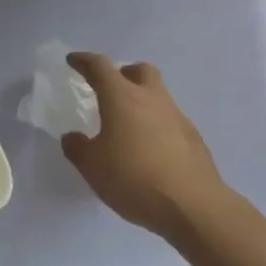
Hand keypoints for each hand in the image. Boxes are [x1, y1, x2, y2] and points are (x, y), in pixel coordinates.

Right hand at [61, 53, 234, 245]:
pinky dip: (156, 124)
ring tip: (128, 126)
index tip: (74, 60)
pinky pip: (169, 119)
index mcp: (122, 98)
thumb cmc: (134, 179)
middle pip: (139, 70)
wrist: (193, 205)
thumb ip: (77, 148)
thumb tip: (73, 137)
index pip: (100, 67)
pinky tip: (149, 149)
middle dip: (123, 73)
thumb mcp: (92, 167)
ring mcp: (177, 116)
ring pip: (158, 94)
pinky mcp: (193, 137)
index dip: (84, 61)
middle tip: (110, 89)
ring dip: (141, 100)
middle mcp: (151, 98)